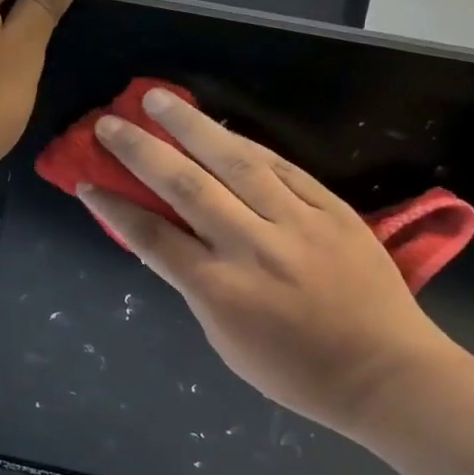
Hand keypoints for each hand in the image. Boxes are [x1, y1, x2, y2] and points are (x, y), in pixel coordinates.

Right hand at [81, 88, 458, 439]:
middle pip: (185, 186)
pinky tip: (218, 127)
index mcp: (218, 289)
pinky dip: (243, 143)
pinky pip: (280, 167)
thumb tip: (171, 237)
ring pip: (234, 161)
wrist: (387, 375)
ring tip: (159, 98)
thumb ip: (195, 283)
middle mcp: (250, 247)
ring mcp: (295, 223)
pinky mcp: (331, 209)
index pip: (151, 237)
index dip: (114, 207)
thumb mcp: (225, 339)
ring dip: (191, 126)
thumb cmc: (296, 370)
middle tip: (110, 122)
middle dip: (140, 150)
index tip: (86, 182)